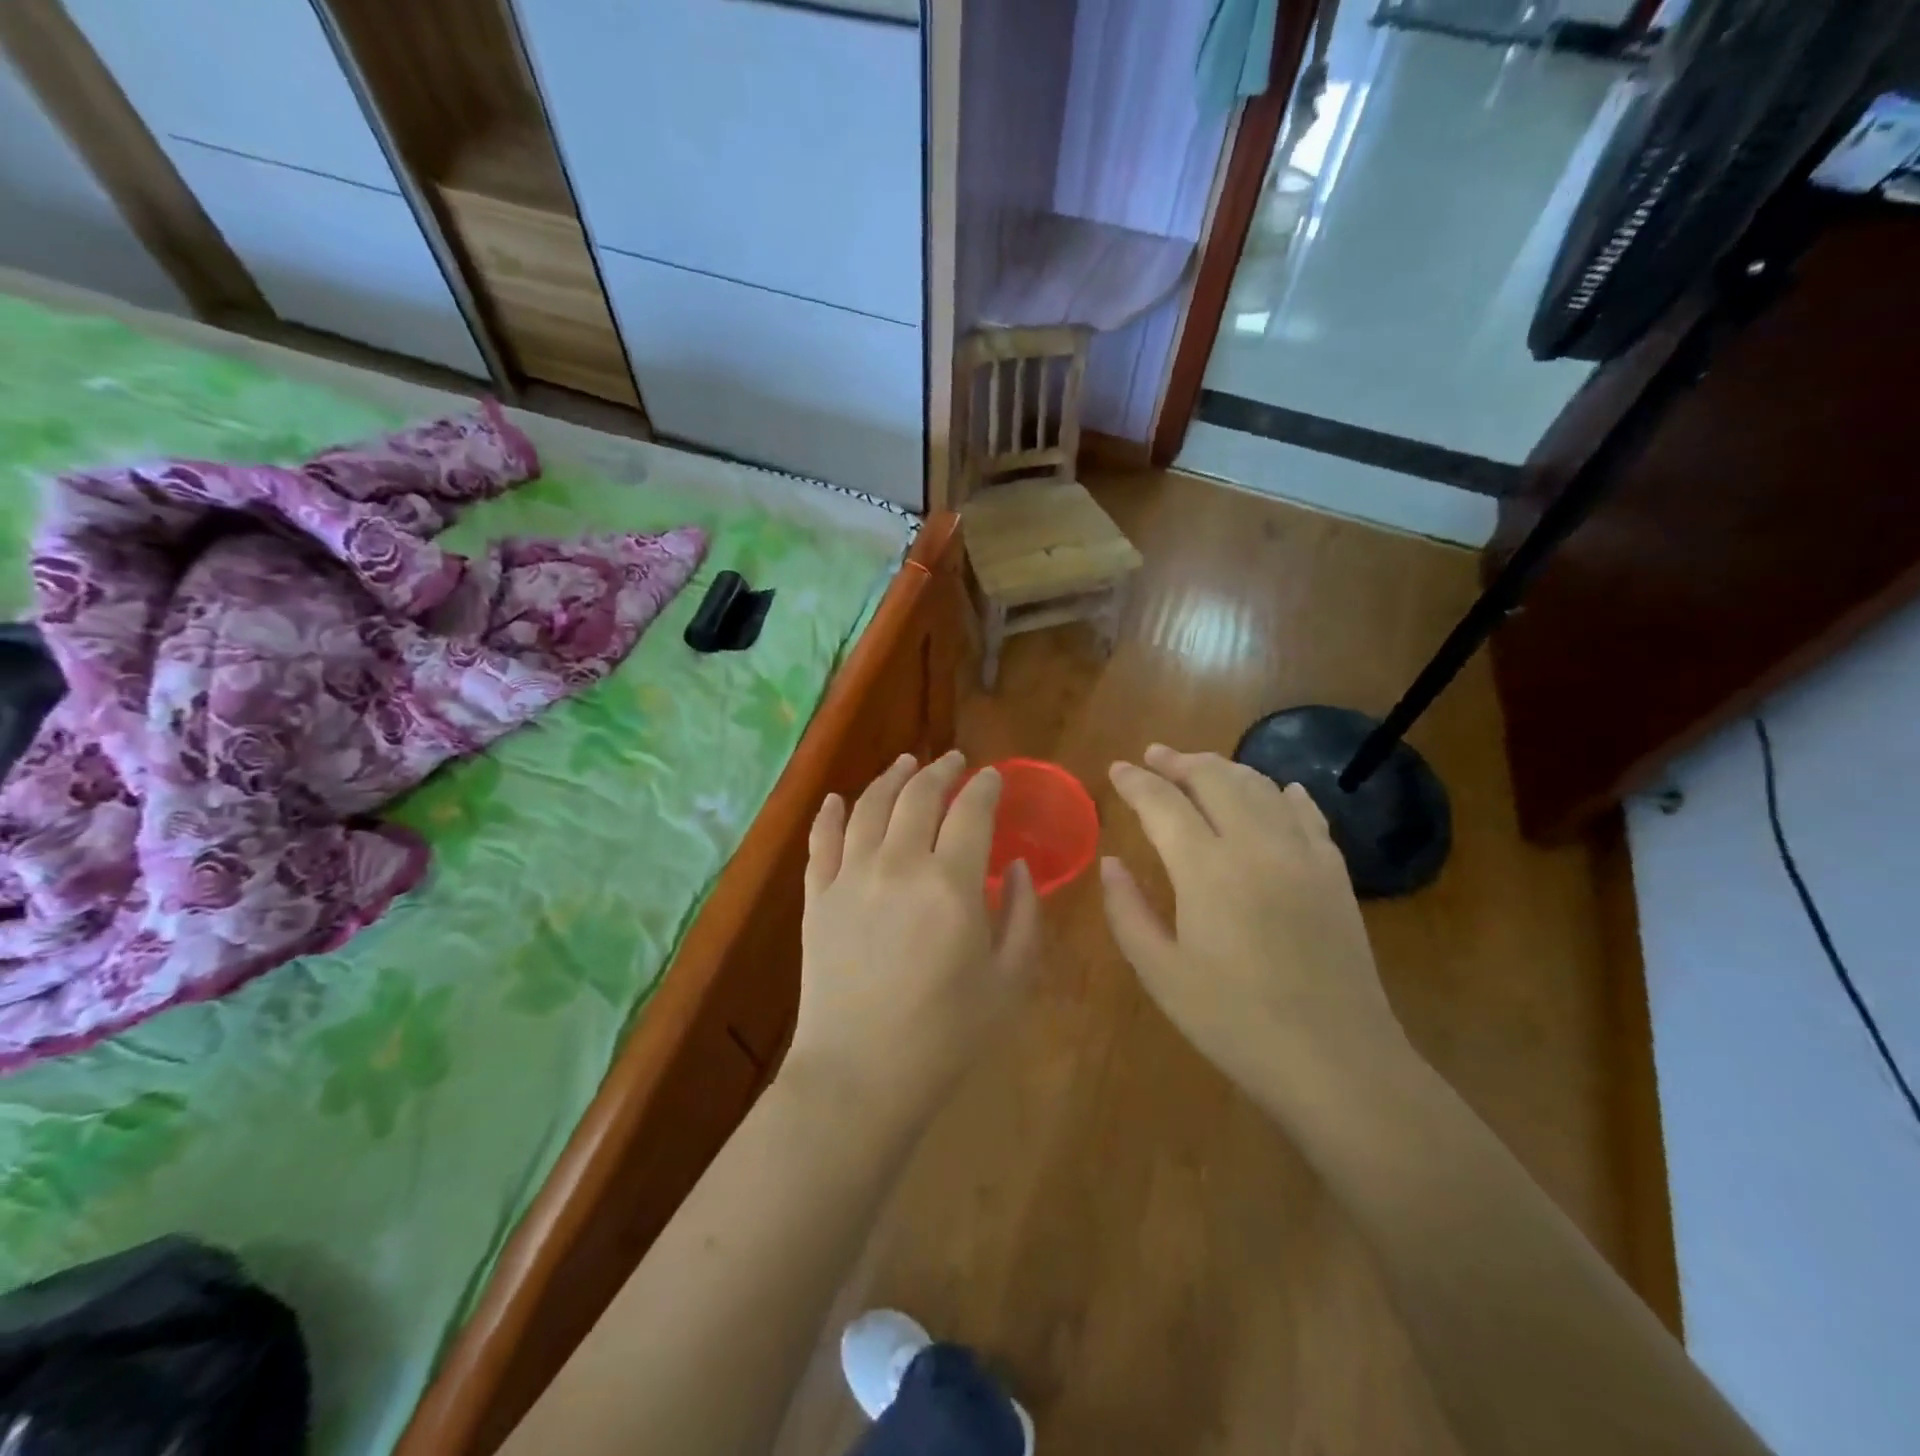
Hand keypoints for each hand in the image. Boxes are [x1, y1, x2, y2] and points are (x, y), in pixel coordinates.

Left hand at [787, 751, 1040, 1118]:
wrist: (860, 1076)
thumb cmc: (946, 1035)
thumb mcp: (1010, 980)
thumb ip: (1024, 915)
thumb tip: (1018, 866)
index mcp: (952, 883)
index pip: (972, 810)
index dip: (986, 786)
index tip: (994, 777)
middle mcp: (899, 864)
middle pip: (919, 795)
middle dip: (942, 770)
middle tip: (955, 761)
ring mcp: (850, 876)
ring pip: (870, 806)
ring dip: (891, 777)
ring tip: (906, 763)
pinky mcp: (816, 897)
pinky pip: (821, 840)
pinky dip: (829, 813)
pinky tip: (836, 799)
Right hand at [1101, 745, 1401, 1097]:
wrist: (1335, 1060)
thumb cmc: (1234, 1022)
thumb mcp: (1161, 973)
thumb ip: (1127, 911)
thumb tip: (1111, 863)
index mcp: (1205, 870)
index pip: (1162, 803)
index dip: (1135, 781)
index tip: (1117, 768)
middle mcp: (1254, 845)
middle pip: (1214, 779)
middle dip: (1179, 761)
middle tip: (1155, 756)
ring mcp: (1302, 854)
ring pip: (1260, 786)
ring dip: (1224, 769)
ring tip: (1200, 767)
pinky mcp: (1334, 872)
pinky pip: (1307, 812)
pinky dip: (1283, 792)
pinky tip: (1277, 790)